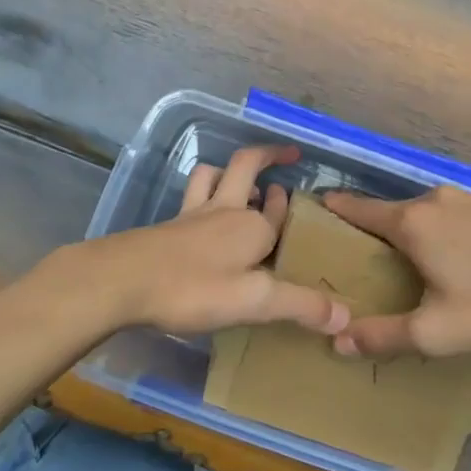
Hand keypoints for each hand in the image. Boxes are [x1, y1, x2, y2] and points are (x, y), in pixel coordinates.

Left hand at [50, 146, 351, 337]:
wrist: (123, 280)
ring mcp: (192, 214)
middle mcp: (225, 210)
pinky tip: (199, 214)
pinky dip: (202, 192)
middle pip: (247, 167)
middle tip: (285, 154)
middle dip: (268, 155)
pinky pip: (191, 196)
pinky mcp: (168, 225)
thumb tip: (347, 316)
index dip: (288, 204)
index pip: (279, 210)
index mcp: (252, 227)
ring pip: (212, 175)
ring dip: (228, 171)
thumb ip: (300, 306)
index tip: (296, 196)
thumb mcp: (254, 302)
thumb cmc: (193, 288)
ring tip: (239, 180)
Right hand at [322, 186, 470, 356]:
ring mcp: (468, 198)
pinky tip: (456, 256)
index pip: (358, 208)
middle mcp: (434, 200)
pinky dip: (441, 229)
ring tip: (410, 260)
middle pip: (391, 211)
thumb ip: (383, 336)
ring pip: (424, 211)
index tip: (316, 210)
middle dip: (374, 229)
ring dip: (411, 229)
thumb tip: (338, 340)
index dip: (335, 209)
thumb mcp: (435, 331)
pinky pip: (452, 213)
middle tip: (365, 258)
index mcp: (411, 222)